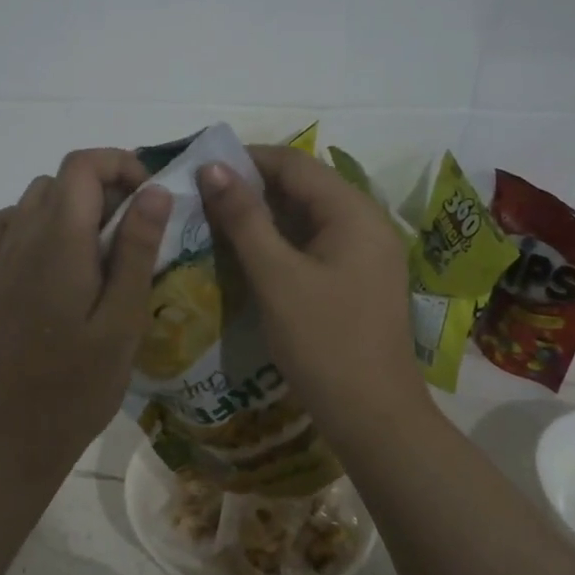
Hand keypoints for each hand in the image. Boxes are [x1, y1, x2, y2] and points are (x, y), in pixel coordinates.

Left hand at [0, 149, 172, 483]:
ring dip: (73, 204)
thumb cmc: (81, 382)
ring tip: (105, 244)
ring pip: (36, 198)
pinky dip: (38, 221)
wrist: (20, 432)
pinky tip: (60, 255)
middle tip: (139, 228)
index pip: (82, 165)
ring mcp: (3, 258)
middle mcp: (23, 237)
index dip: (120, 163)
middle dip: (104, 185)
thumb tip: (156, 190)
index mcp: (58, 241)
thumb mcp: (124, 318)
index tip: (152, 196)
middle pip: (61, 178)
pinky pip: (10, 224)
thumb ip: (137, 248)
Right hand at [199, 145, 427, 451]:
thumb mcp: (276, 277)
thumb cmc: (323, 342)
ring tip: (216, 222)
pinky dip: (282, 243)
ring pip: (308, 217)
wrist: (373, 416)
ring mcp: (367, 253)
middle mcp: (367, 223)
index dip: (246, 159)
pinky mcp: (359, 280)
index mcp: (354, 212)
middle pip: (304, 187)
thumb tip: (213, 168)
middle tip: (201, 198)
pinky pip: (316, 244)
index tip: (200, 168)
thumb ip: (244, 219)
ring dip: (265, 216)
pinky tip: (249, 255)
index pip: (295, 164)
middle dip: (253, 188)